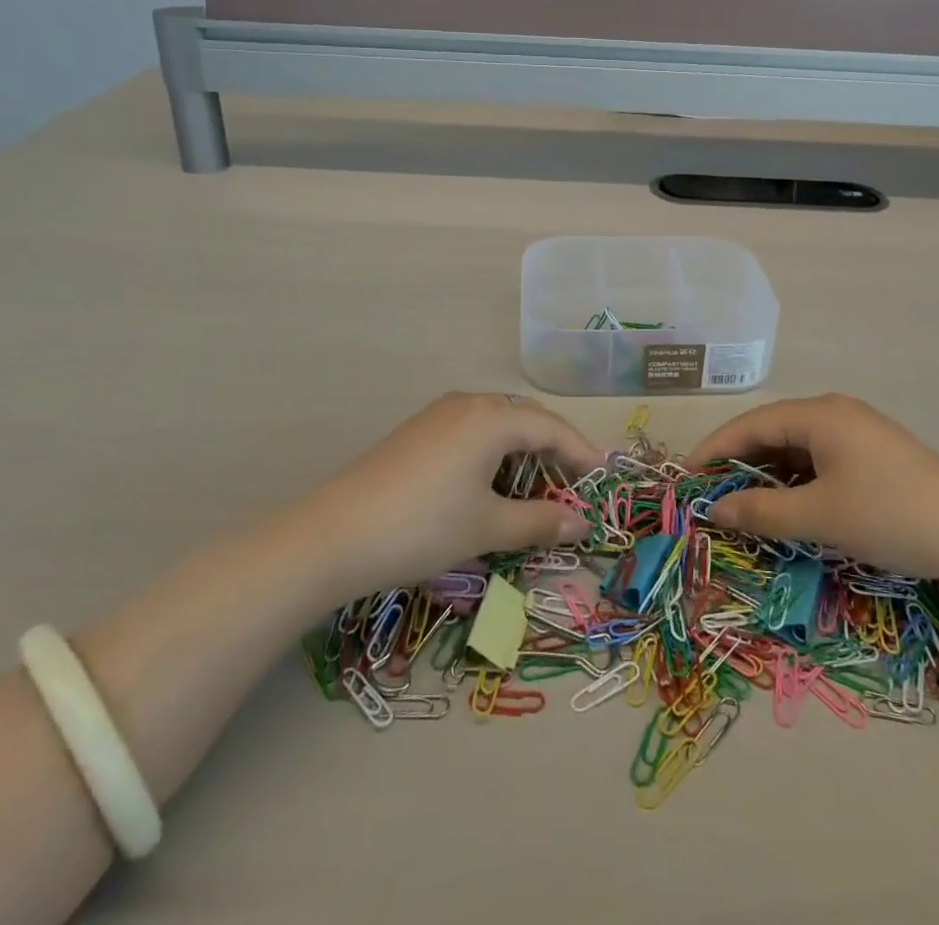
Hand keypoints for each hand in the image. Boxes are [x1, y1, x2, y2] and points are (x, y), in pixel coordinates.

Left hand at [304, 392, 602, 603]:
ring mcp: (439, 414)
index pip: (552, 428)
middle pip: (526, 418)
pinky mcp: (418, 432)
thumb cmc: (424, 526)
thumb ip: (540, 521)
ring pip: (497, 423)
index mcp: (492, 417)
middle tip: (574, 482)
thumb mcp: (488, 527)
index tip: (604, 478)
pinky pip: (472, 431)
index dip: (582, 453)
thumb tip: (583, 524)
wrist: (334, 535)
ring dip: (523, 450)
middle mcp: (468, 403)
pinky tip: (490, 483)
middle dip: (554, 448)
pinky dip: (494, 452)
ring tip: (536, 486)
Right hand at [687, 394, 938, 589]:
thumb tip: (713, 509)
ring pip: (794, 448)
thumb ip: (761, 511)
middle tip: (707, 493)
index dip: (713, 450)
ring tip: (739, 503)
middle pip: (770, 431)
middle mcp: (833, 412)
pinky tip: (785, 504)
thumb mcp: (820, 517)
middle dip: (736, 463)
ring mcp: (855, 432)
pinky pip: (817, 459)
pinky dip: (794, 480)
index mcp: (818, 414)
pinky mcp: (871, 454)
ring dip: (765, 474)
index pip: (750, 425)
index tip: (683, 477)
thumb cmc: (891, 516)